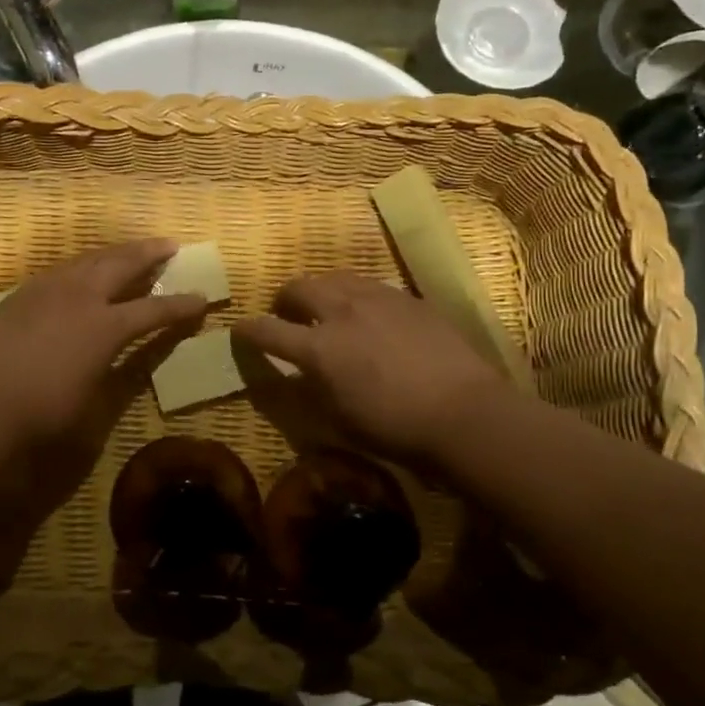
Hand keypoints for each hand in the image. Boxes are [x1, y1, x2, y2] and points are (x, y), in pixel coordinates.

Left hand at [0, 238, 205, 457]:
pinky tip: (84, 268)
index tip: (202, 299)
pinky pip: (64, 268)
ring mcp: (49, 289)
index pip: (154, 310)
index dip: (180, 306)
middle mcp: (81, 297)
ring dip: (116, 252)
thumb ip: (114, 369)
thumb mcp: (91, 398)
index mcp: (105, 326)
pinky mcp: (24, 293)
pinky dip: (85, 264)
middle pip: (123, 264)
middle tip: (170, 243)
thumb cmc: (41, 410)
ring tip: (131, 248)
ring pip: (90, 258)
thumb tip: (123, 354)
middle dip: (150, 253)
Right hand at [235, 272, 512, 465]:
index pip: (267, 330)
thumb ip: (310, 388)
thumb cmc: (395, 427)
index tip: (240, 330)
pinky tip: (367, 314)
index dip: (248, 330)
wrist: (464, 412)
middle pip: (298, 287)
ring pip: (334, 278)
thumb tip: (295, 372)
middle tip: (286, 315)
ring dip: (320, 291)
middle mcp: (342, 312)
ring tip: (325, 308)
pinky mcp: (407, 298)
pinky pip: (368, 285)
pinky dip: (354, 295)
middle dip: (283, 299)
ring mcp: (377, 299)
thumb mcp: (339, 418)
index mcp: (319, 348)